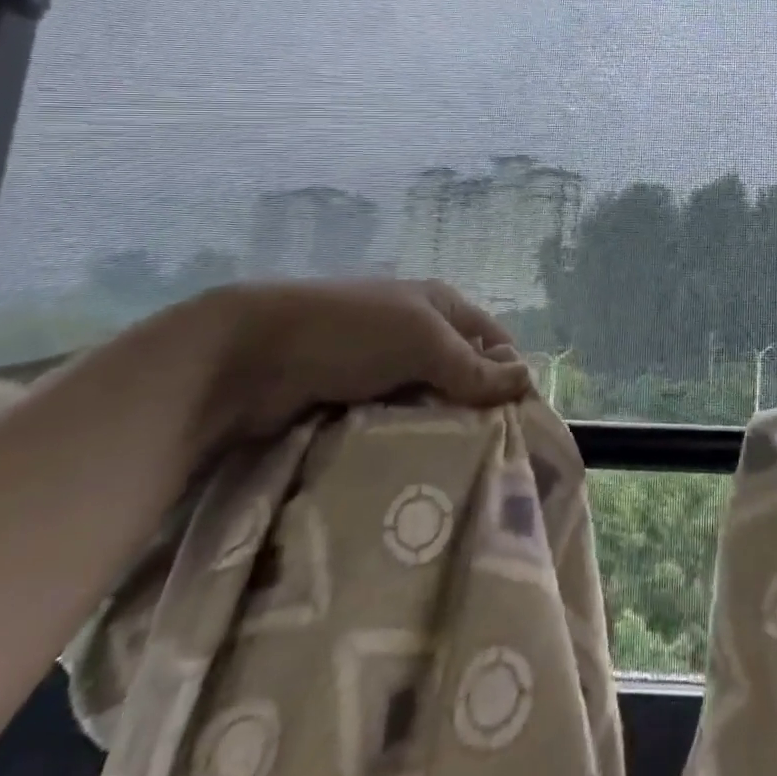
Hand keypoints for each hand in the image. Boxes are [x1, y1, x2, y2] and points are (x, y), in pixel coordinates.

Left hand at [160, 278, 535, 443]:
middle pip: (462, 374)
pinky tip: (413, 467)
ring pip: (428, 403)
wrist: (248, 355)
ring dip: (439, 430)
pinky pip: (392, 423)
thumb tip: (529, 381)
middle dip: (475, 409)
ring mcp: (380, 368)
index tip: (520, 421)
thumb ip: (474, 367)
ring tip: (453, 469)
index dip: (510, 373)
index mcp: (440, 305)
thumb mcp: (424, 341)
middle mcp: (415, 333)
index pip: (494, 340)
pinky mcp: (350, 401)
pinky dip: (404, 442)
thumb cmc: (350, 332)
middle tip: (489, 454)